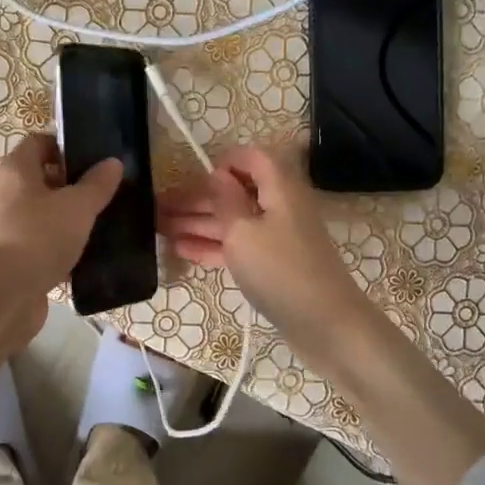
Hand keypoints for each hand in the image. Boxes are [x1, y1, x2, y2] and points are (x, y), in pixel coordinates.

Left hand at [0, 135, 121, 431]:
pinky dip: (60, 247)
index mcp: (16, 169)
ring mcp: (6, 227)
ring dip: (67, 218)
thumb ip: (97, 184)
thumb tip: (113, 162)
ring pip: (42, 214)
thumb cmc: (38, 237)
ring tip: (102, 223)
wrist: (1, 295)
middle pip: (41, 179)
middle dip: (72, 185)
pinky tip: (87, 255)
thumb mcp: (77, 207)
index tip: (95, 159)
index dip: (66, 146)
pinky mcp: (11, 258)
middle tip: (105, 192)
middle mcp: (5, 193)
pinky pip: (40, 243)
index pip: (39, 143)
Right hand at [163, 146, 484, 484]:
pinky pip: (239, 246)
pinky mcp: (274, 265)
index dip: (224, 161)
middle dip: (198, 198)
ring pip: (234, 222)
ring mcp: (278, 238)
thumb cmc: (280, 271)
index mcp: (279, 188)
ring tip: (160, 228)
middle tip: (158, 207)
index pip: (253, 158)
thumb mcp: (243, 232)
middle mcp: (280, 207)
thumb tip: (219, 174)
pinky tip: (182, 250)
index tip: (193, 175)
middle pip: (236, 192)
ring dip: (198, 223)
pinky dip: (212, 246)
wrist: (326, 326)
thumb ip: (227, 200)